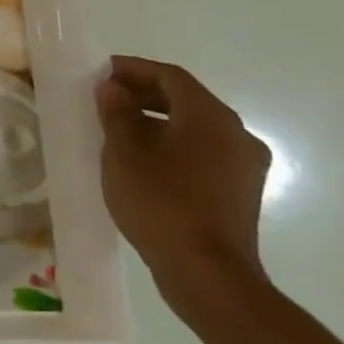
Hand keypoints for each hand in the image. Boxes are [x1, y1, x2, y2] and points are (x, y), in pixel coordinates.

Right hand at [94, 57, 271, 317]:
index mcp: (210, 118)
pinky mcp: (241, 190)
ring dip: (157, 120)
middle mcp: (237, 134)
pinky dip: (172, 144)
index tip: (100, 72)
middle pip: (187, 99)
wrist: (208, 275)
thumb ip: (116, 115)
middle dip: (144, 94)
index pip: (171, 76)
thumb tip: (112, 88)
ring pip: (196, 127)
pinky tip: (142, 160)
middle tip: (104, 98)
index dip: (133, 69)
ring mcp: (244, 165)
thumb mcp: (123, 155)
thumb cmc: (160, 205)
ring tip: (116, 129)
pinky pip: (203, 152)